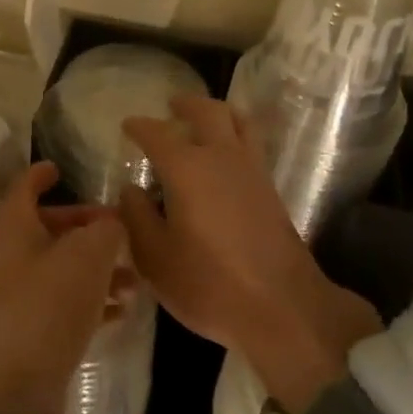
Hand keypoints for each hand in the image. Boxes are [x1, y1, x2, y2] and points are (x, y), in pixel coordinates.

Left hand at [0, 161, 125, 413]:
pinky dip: (89, 298)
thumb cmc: (46, 305)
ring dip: (96, 267)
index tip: (62, 167)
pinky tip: (120, 309)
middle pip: (48, 226)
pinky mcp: (27, 328)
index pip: (25, 185)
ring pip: (60, 265)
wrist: (10, 388)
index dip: (43, 173)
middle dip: (86, 226)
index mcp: (12, 224)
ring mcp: (15, 293)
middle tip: (122, 230)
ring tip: (134, 278)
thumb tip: (112, 224)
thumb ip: (106, 230)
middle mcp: (8, 253)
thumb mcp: (87, 256)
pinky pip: (62, 300)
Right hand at [121, 95, 381, 413]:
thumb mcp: (156, 259)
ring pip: (239, 122)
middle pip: (208, 112)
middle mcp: (222, 158)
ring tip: (204, 119)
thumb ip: (138, 218)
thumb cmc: (210, 285)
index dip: (140, 127)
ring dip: (218, 112)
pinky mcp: (272, 190)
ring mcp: (253, 172)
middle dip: (187, 104)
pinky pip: (252, 144)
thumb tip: (132, 190)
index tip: (127, 125)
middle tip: (171, 105)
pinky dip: (236, 134)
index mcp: (187, 169)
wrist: (284, 309)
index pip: (158, 134)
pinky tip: (224, 156)